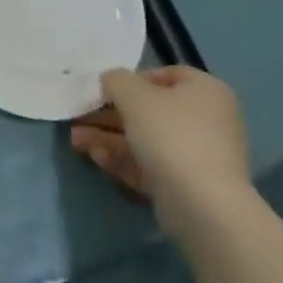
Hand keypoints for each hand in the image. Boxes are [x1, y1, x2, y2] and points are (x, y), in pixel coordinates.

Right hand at [70, 66, 253, 239]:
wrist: (204, 207)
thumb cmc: (171, 134)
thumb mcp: (133, 94)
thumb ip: (116, 80)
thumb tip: (112, 82)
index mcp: (205, 91)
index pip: (165, 75)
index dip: (132, 79)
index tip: (106, 90)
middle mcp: (207, 121)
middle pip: (150, 112)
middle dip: (110, 115)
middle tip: (80, 117)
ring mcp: (199, 158)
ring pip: (147, 141)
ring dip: (110, 138)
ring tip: (75, 140)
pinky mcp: (188, 188)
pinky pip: (152, 166)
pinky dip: (124, 160)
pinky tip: (95, 157)